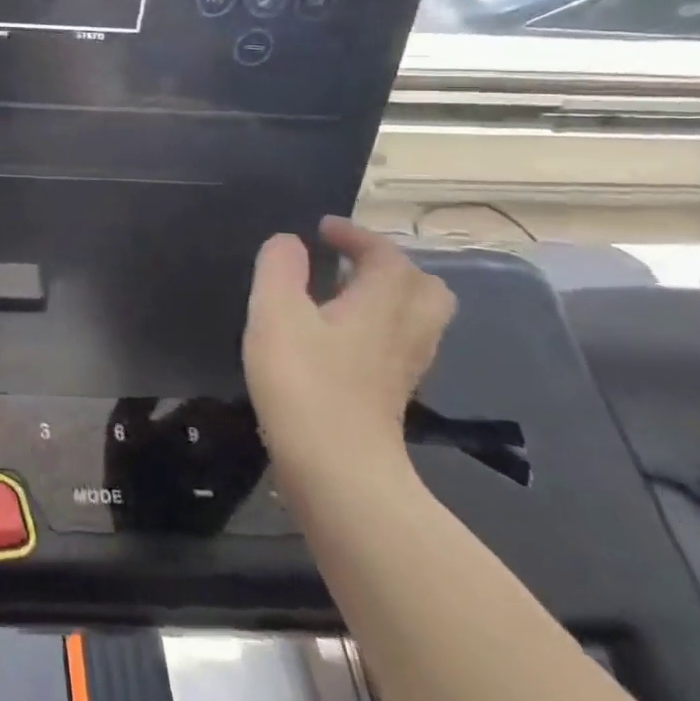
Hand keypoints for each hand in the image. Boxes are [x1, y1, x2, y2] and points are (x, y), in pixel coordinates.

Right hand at [243, 216, 454, 483]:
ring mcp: (404, 369)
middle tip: (346, 263)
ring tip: (339, 296)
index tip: (321, 229)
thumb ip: (279, 268)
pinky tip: (338, 339)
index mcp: (381, 304)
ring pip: (416, 320)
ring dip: (386, 298)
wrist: (337, 471)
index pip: (386, 255)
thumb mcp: (275, 313)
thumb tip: (289, 242)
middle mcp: (405, 332)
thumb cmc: (304, 383)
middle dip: (389, 267)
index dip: (356, 235)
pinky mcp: (392, 397)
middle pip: (424, 289)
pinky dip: (377, 329)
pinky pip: (399, 346)